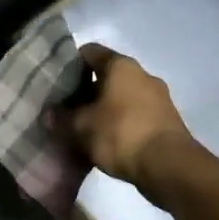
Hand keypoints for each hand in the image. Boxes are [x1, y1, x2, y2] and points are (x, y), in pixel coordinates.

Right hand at [60, 44, 196, 197]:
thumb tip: (48, 114)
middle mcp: (142, 75)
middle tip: (66, 108)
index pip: (89, 52)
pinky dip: (121, 124)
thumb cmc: (121, 134)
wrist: (170, 167)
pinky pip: (136, 115)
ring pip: (122, 96)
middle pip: (106, 75)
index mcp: (121, 66)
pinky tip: (107, 141)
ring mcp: (158, 98)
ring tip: (85, 128)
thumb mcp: (81, 127)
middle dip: (86, 91)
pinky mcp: (167, 121)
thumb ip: (61, 118)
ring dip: (104, 109)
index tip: (57, 83)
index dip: (70, 64)